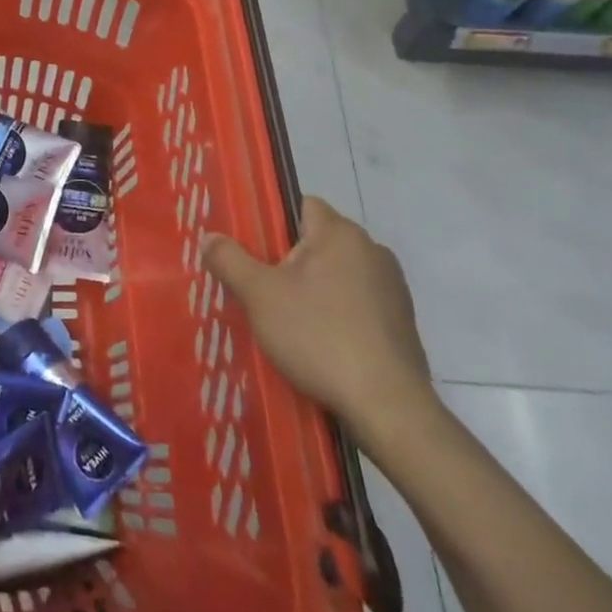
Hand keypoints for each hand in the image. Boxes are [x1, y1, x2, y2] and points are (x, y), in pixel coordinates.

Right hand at [202, 197, 432, 439]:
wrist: (388, 406)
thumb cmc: (319, 336)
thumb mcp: (259, 296)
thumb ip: (230, 260)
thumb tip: (209, 237)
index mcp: (341, 234)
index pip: (303, 205)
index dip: (274, 222)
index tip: (252, 248)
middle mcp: (373, 251)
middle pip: (319, 241)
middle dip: (290, 260)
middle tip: (260, 287)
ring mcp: (393, 288)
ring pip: (339, 274)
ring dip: (315, 288)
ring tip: (286, 318)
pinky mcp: (402, 323)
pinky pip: (358, 303)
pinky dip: (338, 314)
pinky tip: (320, 343)